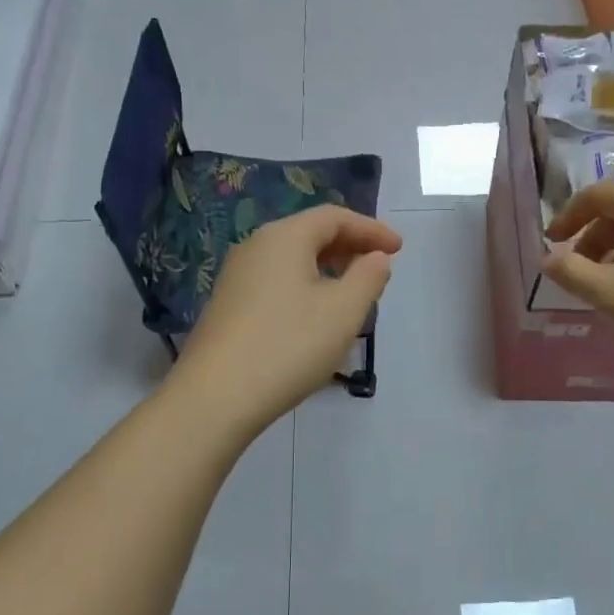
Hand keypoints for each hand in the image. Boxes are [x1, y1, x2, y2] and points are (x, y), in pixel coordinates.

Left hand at [172, 206, 401, 433]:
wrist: (215, 397)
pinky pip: (276, 282)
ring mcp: (237, 277)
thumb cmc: (288, 346)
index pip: (334, 217)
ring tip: (353, 294)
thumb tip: (376, 257)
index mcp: (284, 237)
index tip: (399, 248)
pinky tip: (316, 316)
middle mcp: (256, 247)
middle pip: (310, 234)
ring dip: (328, 269)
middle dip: (350, 247)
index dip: (371, 229)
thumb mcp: (343, 312)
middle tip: (379, 268)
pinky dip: (305, 287)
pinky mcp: (228, 305)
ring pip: (292, 260)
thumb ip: (368, 278)